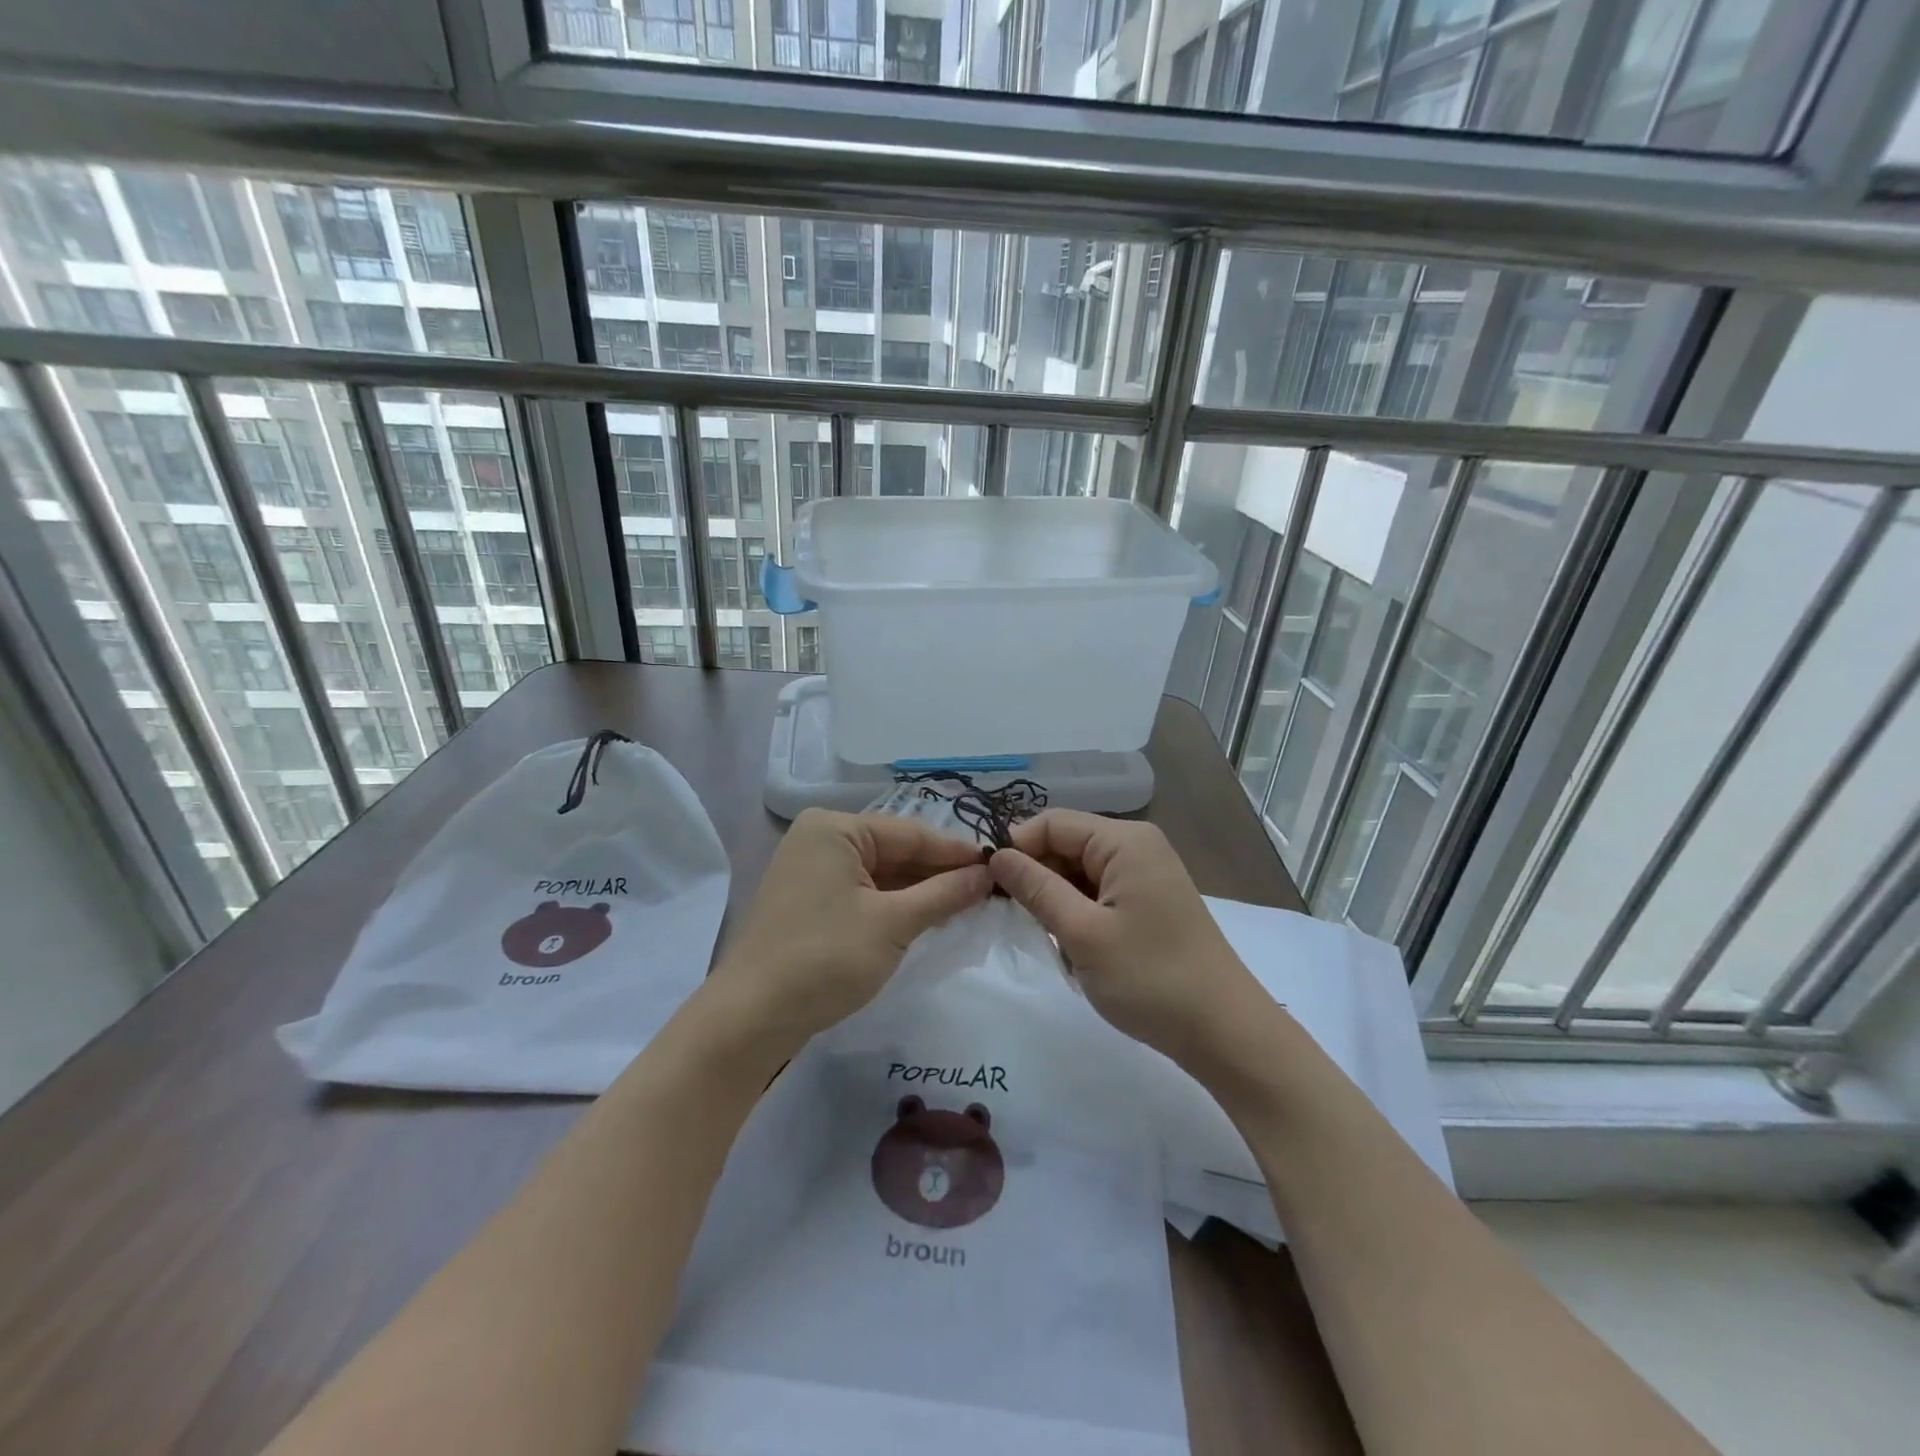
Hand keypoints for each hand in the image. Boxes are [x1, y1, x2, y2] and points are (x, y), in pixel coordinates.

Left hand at [708, 808, 990, 1049]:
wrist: (751, 1018)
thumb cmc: (825, 958)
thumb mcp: (893, 924)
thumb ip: (944, 893)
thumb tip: (987, 874)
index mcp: (835, 828)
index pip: (910, 833)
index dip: (957, 852)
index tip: (1000, 865)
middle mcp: (820, 839)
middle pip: (894, 850)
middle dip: (939, 872)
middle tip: (990, 889)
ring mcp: (811, 871)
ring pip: (880, 874)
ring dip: (920, 891)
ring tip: (968, 904)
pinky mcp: (809, 902)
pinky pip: (863, 893)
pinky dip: (894, 905)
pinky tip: (928, 917)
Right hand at [988, 810, 1264, 1069]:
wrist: (1224, 1033)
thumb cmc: (1150, 978)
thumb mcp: (1082, 933)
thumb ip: (1036, 888)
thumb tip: (996, 856)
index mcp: (1124, 841)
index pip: (1052, 823)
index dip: (1016, 847)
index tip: (986, 885)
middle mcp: (1136, 847)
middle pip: (1066, 845)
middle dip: (1036, 877)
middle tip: (1012, 919)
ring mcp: (1144, 876)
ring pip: (1078, 873)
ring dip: (1056, 902)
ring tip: (1050, 939)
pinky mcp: (1147, 903)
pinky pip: (1097, 894)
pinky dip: (1078, 916)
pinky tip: (1074, 949)